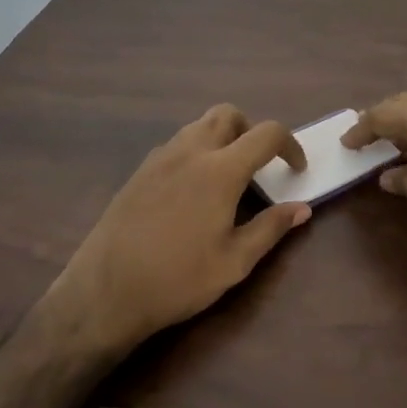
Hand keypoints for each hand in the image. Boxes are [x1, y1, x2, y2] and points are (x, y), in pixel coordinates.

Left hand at [50, 105, 311, 352]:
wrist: (104, 293)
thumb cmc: (177, 279)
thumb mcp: (234, 262)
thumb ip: (271, 229)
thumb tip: (302, 208)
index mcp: (221, 170)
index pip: (266, 134)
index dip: (290, 145)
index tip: (296, 169)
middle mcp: (191, 151)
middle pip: (228, 114)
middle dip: (251, 130)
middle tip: (259, 165)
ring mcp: (160, 158)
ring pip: (199, 125)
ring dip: (222, 137)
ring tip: (228, 176)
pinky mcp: (140, 171)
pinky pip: (176, 143)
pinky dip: (196, 151)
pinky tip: (193, 190)